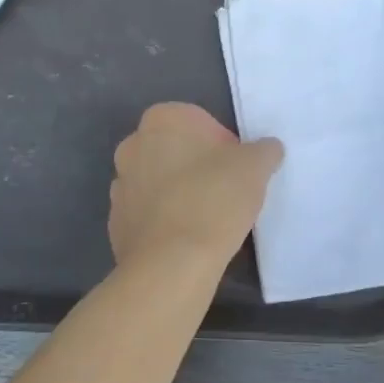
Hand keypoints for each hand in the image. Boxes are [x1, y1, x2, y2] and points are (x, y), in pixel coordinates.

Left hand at [109, 103, 284, 270]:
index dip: (223, 144)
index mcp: (161, 120)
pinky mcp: (116, 222)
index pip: (199, 121)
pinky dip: (166, 221)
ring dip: (180, 193)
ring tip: (208, 219)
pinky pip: (148, 213)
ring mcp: (119, 185)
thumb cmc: (214, 199)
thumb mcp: (256, 166)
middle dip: (199, 166)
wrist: (172, 262)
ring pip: (159, 182)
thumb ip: (264, 150)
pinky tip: (187, 238)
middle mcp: (132, 145)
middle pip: (176, 150)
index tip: (237, 169)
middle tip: (226, 192)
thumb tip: (267, 149)